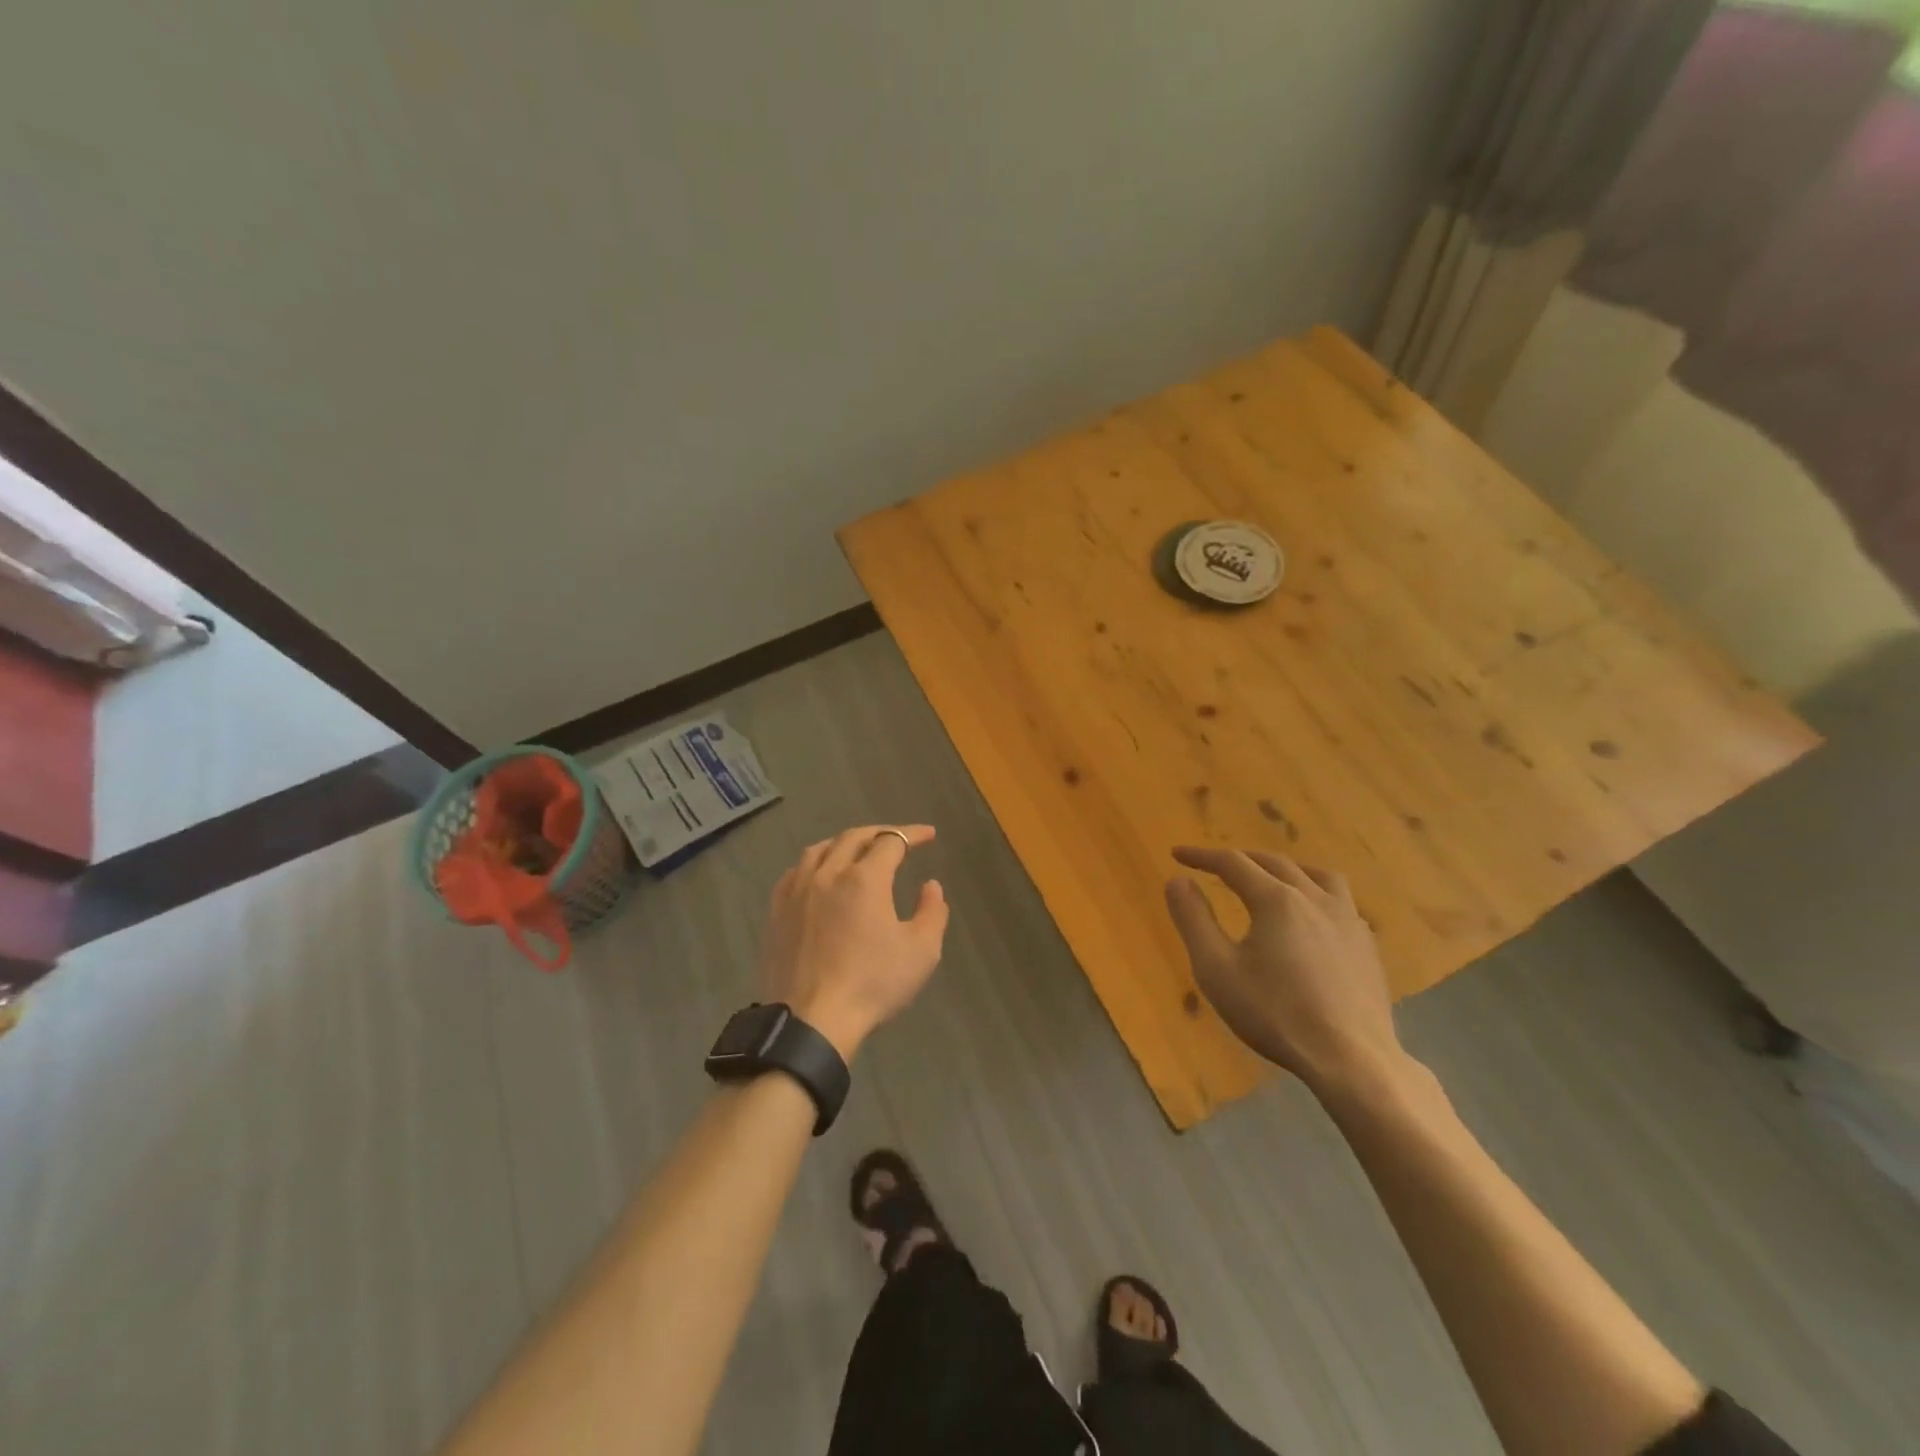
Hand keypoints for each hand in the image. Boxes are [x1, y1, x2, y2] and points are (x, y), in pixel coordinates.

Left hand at [760, 824, 949, 1060]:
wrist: (811, 1021)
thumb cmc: (872, 984)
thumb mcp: (921, 952)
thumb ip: (932, 912)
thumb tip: (930, 885)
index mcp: (864, 879)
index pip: (891, 841)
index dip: (912, 834)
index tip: (929, 835)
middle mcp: (828, 873)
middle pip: (853, 837)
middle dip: (880, 833)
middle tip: (898, 839)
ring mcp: (797, 890)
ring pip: (820, 849)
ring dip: (844, 843)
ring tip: (858, 850)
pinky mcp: (776, 911)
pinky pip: (795, 871)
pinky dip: (815, 863)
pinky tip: (819, 875)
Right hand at [1164, 847, 1405, 1096]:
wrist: (1351, 1060)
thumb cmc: (1275, 1013)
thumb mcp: (1216, 969)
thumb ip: (1194, 920)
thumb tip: (1177, 880)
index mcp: (1276, 900)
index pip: (1233, 863)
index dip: (1202, 856)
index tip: (1177, 855)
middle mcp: (1315, 898)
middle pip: (1274, 863)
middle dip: (1240, 859)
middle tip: (1215, 866)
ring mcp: (1348, 921)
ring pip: (1317, 875)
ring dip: (1287, 869)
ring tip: (1271, 879)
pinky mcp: (1368, 947)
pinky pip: (1341, 902)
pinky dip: (1316, 895)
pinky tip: (1312, 919)